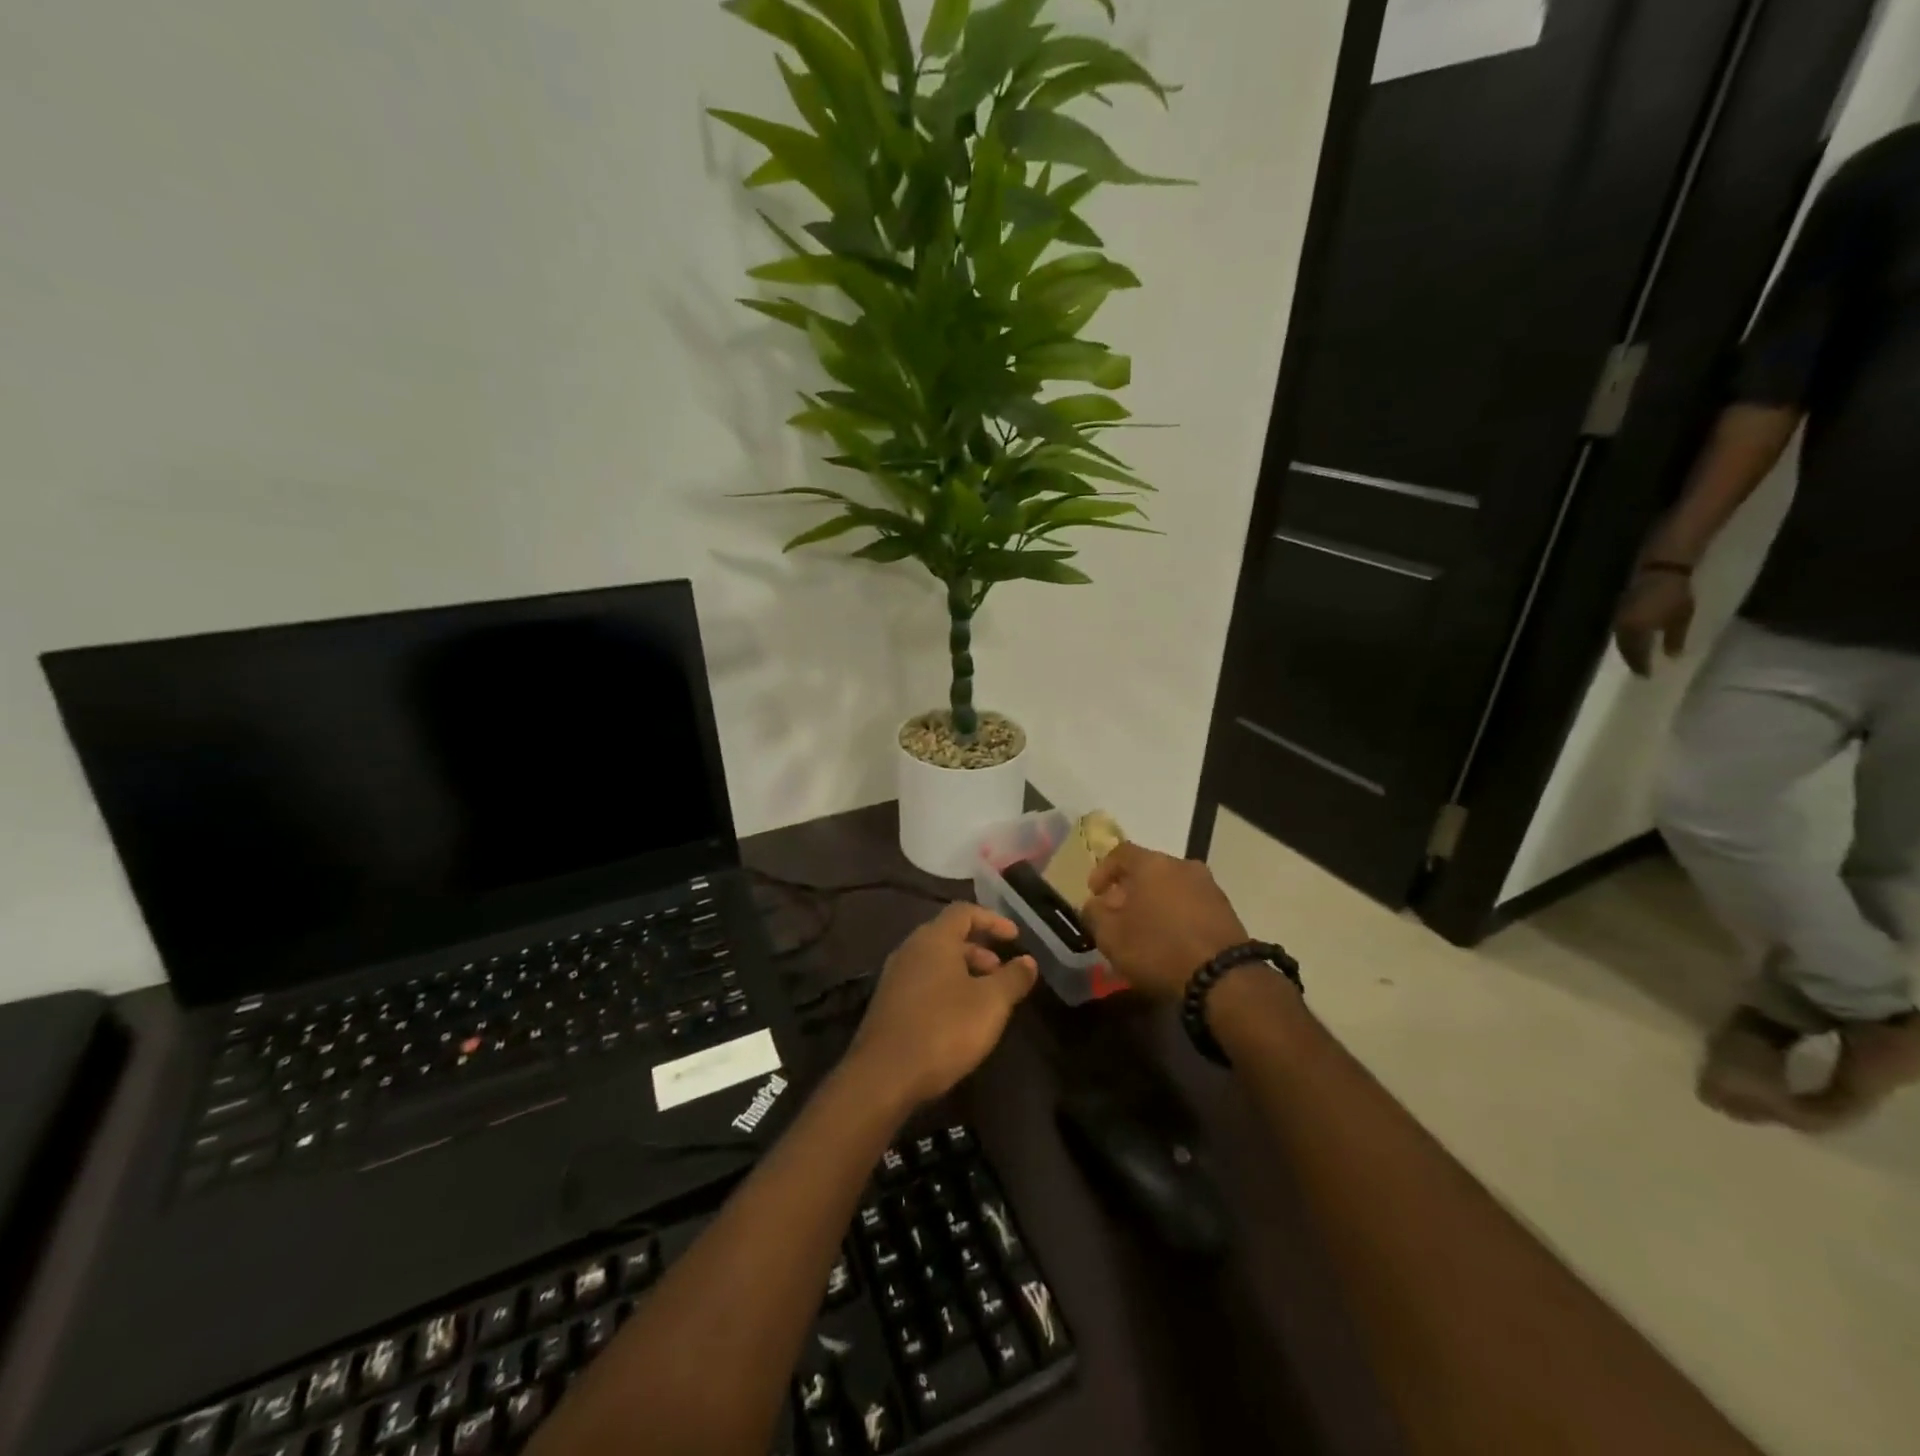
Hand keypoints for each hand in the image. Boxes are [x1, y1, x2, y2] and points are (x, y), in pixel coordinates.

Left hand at [847, 903, 1037, 1106]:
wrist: (884, 1076)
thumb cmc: (944, 1029)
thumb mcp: (991, 1003)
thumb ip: (1013, 978)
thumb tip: (1028, 961)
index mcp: (934, 939)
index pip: (964, 911)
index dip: (993, 919)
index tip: (1015, 937)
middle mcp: (910, 949)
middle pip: (949, 936)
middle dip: (980, 949)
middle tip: (1002, 973)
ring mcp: (895, 976)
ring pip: (936, 961)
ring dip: (964, 971)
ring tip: (986, 999)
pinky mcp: (888, 1003)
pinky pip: (923, 982)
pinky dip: (946, 987)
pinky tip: (959, 1017)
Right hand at [1081, 842, 1248, 1001]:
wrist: (1223, 978)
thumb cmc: (1158, 949)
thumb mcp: (1111, 937)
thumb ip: (1094, 914)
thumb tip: (1094, 905)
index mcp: (1152, 864)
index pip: (1120, 852)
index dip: (1103, 871)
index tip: (1094, 894)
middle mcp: (1182, 865)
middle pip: (1147, 869)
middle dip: (1128, 889)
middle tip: (1118, 914)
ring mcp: (1208, 885)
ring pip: (1170, 886)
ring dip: (1154, 902)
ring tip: (1144, 930)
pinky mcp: (1225, 908)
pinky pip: (1190, 903)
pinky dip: (1175, 914)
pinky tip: (1169, 939)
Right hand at [1614, 567, 1695, 675]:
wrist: (1661, 570)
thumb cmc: (1674, 596)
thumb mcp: (1680, 618)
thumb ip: (1675, 639)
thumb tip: (1671, 656)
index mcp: (1635, 632)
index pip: (1635, 654)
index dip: (1640, 665)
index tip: (1646, 676)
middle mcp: (1622, 628)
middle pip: (1623, 648)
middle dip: (1631, 659)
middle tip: (1638, 667)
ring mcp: (1619, 618)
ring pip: (1620, 639)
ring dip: (1626, 649)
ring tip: (1634, 655)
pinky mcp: (1621, 610)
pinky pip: (1620, 630)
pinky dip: (1626, 638)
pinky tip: (1632, 639)